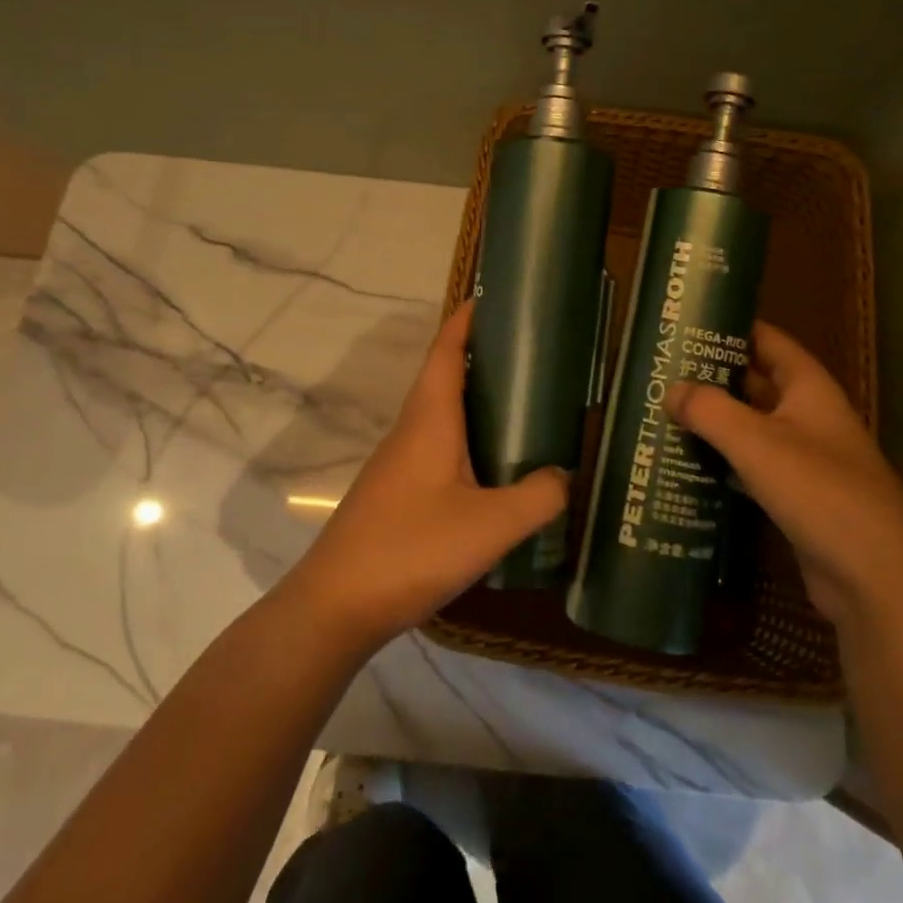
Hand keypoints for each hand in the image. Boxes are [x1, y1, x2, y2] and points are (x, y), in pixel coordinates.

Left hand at [281, 300, 566, 650]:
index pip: (446, 350)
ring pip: (441, 414)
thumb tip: (567, 476)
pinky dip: (467, 438)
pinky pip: (438, 447)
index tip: (496, 297)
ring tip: (524, 405)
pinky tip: (493, 467)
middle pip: (444, 376)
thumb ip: (538, 497)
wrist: (336, 605)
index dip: (466, 319)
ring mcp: (399, 463)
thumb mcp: (490, 525)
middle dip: (481, 357)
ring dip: (475, 400)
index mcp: (429, 419)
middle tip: (532, 354)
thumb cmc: (411, 548)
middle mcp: (411, 430)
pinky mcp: (397, 492)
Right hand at [667, 322, 902, 625]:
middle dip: (713, 376)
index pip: (769, 341)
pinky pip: (753, 466)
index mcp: (810, 390)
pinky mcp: (797, 497)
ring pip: (752, 427)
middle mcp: (810, 417)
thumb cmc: (819, 492)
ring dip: (715, 421)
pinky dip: (723, 460)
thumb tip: (671, 389)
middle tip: (661, 371)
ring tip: (664, 412)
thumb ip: (710, 410)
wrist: (874, 580)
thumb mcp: (757, 443)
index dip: (732, 328)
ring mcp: (806, 459)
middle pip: (756, 384)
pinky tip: (687, 463)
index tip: (687, 324)